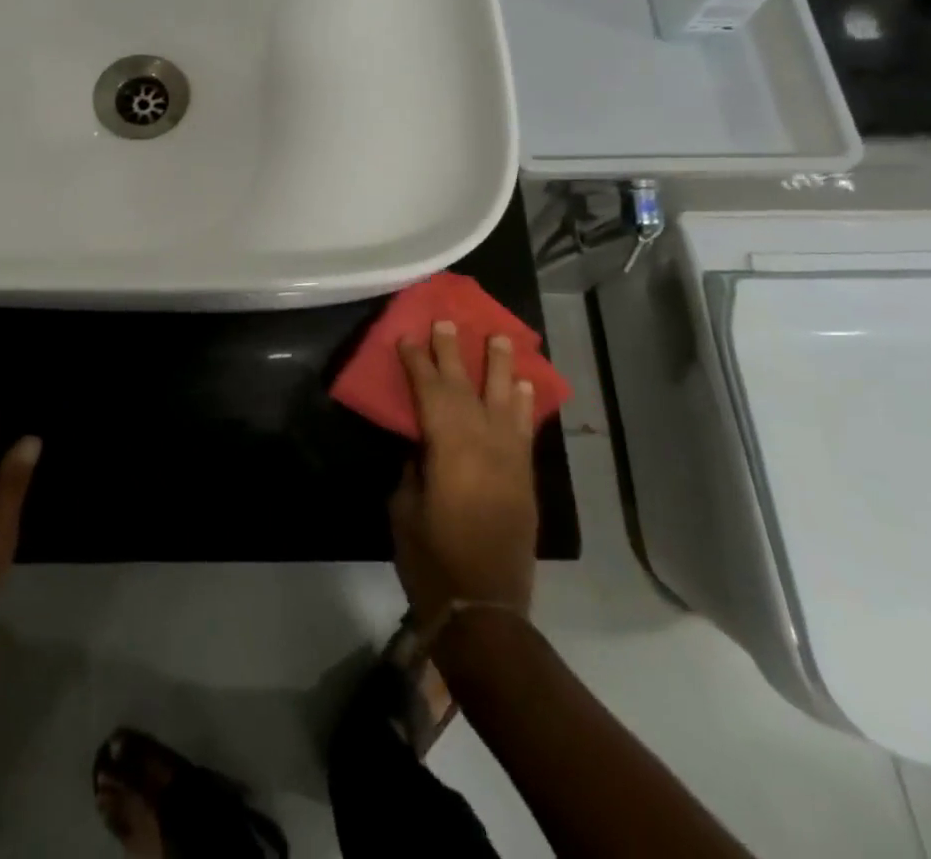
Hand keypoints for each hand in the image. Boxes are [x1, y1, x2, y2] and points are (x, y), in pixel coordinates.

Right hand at [390, 320, 538, 629]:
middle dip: (454, 353)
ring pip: (504, 401)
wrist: (484, 609)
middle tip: (447, 321)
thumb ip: (415, 466)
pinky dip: (523, 406)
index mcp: (448, 449)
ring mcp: (509, 461)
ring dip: (499, 367)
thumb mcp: (405, 507)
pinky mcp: (524, 480)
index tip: (409, 335)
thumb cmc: (431, 559)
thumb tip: (423, 444)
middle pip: (465, 388)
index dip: (417, 362)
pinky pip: (524, 431)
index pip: (430, 392)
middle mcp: (483, 445)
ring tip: (499, 336)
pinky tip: (522, 386)